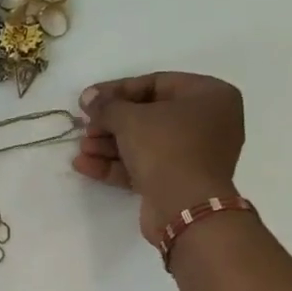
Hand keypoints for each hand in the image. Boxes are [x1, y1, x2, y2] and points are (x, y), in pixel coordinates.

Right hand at [73, 72, 244, 247]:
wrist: (185, 207)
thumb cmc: (166, 147)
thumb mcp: (130, 118)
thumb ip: (106, 105)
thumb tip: (88, 97)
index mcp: (210, 96)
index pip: (156, 83)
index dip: (117, 90)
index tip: (88, 99)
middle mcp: (208, 122)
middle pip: (149, 115)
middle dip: (111, 122)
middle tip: (84, 126)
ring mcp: (194, 154)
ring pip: (144, 142)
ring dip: (108, 145)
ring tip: (81, 148)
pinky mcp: (178, 180)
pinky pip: (145, 165)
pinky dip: (116, 164)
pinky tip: (84, 165)